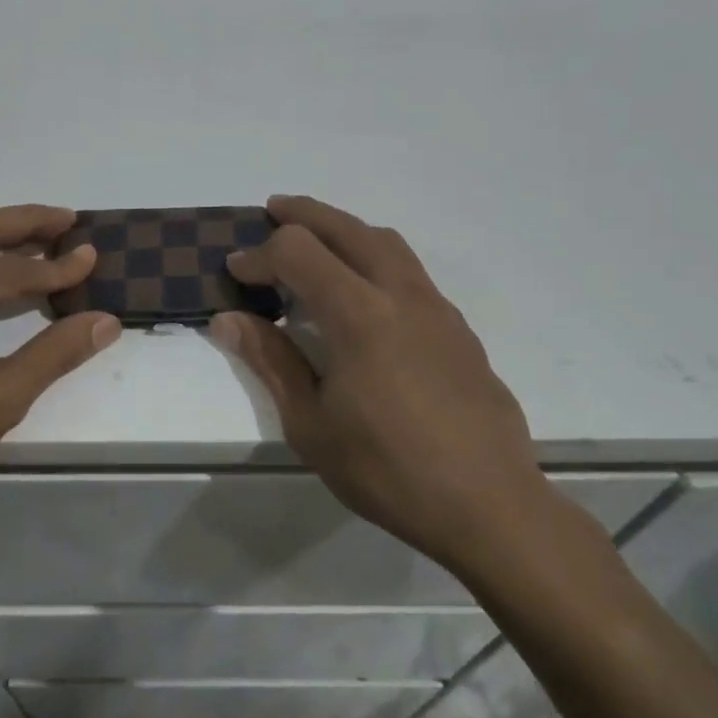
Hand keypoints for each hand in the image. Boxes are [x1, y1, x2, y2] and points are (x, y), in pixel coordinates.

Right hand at [211, 195, 563, 584]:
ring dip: (345, 229)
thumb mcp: (311, 424)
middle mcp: (400, 295)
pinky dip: (375, 258)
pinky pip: (409, 271)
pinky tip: (364, 294)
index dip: (260, 254)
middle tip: (272, 210)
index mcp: (359, 315)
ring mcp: (437, 308)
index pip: (298, 252)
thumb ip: (271, 361)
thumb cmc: (388, 470)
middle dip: (304, 214)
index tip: (237, 273)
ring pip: (386, 242)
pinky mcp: (459, 329)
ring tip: (317, 240)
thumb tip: (228, 320)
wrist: (489, 506)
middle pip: (347, 228)